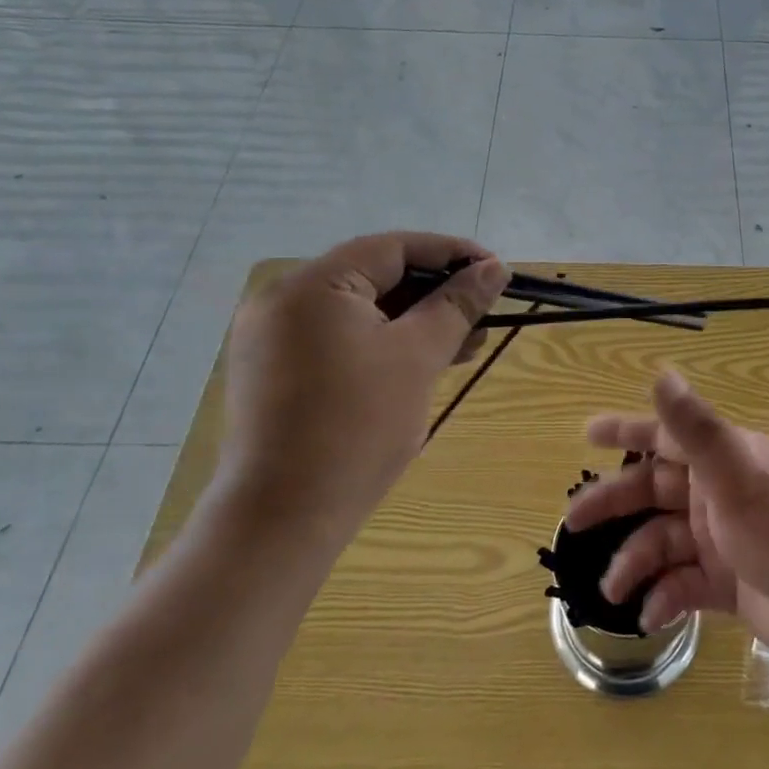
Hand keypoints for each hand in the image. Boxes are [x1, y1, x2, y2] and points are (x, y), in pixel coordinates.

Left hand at [218, 233, 509, 544]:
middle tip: (484, 315)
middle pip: (374, 276)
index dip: (451, 254)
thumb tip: (495, 268)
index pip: (393, 247)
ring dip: (413, 322)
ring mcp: (272, 337)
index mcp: (312, 284)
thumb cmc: (357, 427)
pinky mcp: (273, 371)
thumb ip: (458, 304)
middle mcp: (283, 299)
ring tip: (464, 345)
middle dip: (435, 294)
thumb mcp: (418, 357)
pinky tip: (420, 363)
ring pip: (358, 310)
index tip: (496, 270)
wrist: (282, 520)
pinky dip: (381, 343)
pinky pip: (337, 338)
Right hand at [565, 370, 768, 674]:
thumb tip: (661, 371)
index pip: (664, 436)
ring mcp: (724, 540)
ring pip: (663, 542)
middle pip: (653, 491)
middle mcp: (719, 493)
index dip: (625, 432)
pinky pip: (683, 585)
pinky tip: (651, 616)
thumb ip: (695, 428)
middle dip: (614, 504)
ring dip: (635, 562)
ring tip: (611, 590)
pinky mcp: (729, 584)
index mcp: (722, 460)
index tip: (586, 434)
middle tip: (572, 524)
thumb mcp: (738, 475)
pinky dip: (664, 597)